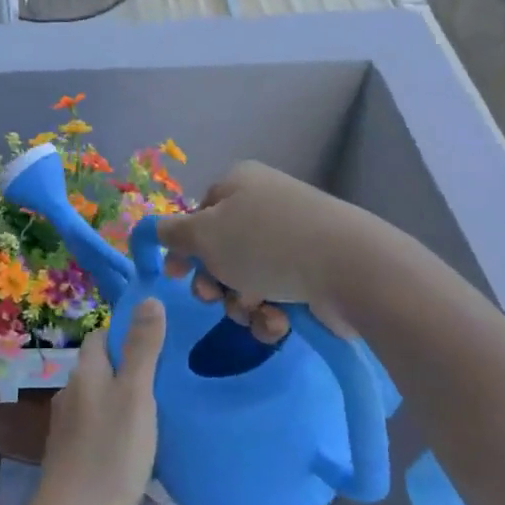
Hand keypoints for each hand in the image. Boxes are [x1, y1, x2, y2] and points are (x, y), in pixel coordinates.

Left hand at [33, 300, 165, 504]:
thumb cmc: (109, 452)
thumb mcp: (136, 396)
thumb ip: (143, 349)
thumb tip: (149, 298)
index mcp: (86, 372)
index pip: (101, 336)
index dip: (126, 332)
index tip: (158, 341)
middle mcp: (71, 392)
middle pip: (101, 368)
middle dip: (130, 369)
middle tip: (167, 380)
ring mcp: (67, 426)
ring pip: (101, 400)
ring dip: (125, 403)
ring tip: (159, 417)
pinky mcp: (70, 455)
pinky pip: (98, 431)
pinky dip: (117, 432)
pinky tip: (137, 452)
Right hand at [159, 161, 361, 344]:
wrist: (347, 266)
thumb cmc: (264, 243)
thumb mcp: (204, 235)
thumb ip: (173, 233)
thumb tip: (156, 229)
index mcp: (239, 184)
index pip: (199, 214)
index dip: (184, 247)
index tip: (175, 274)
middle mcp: (265, 206)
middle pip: (222, 251)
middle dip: (215, 282)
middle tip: (216, 297)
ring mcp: (293, 239)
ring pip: (247, 280)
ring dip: (242, 303)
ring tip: (255, 310)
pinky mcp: (314, 272)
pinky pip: (277, 294)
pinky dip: (272, 312)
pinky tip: (279, 321)